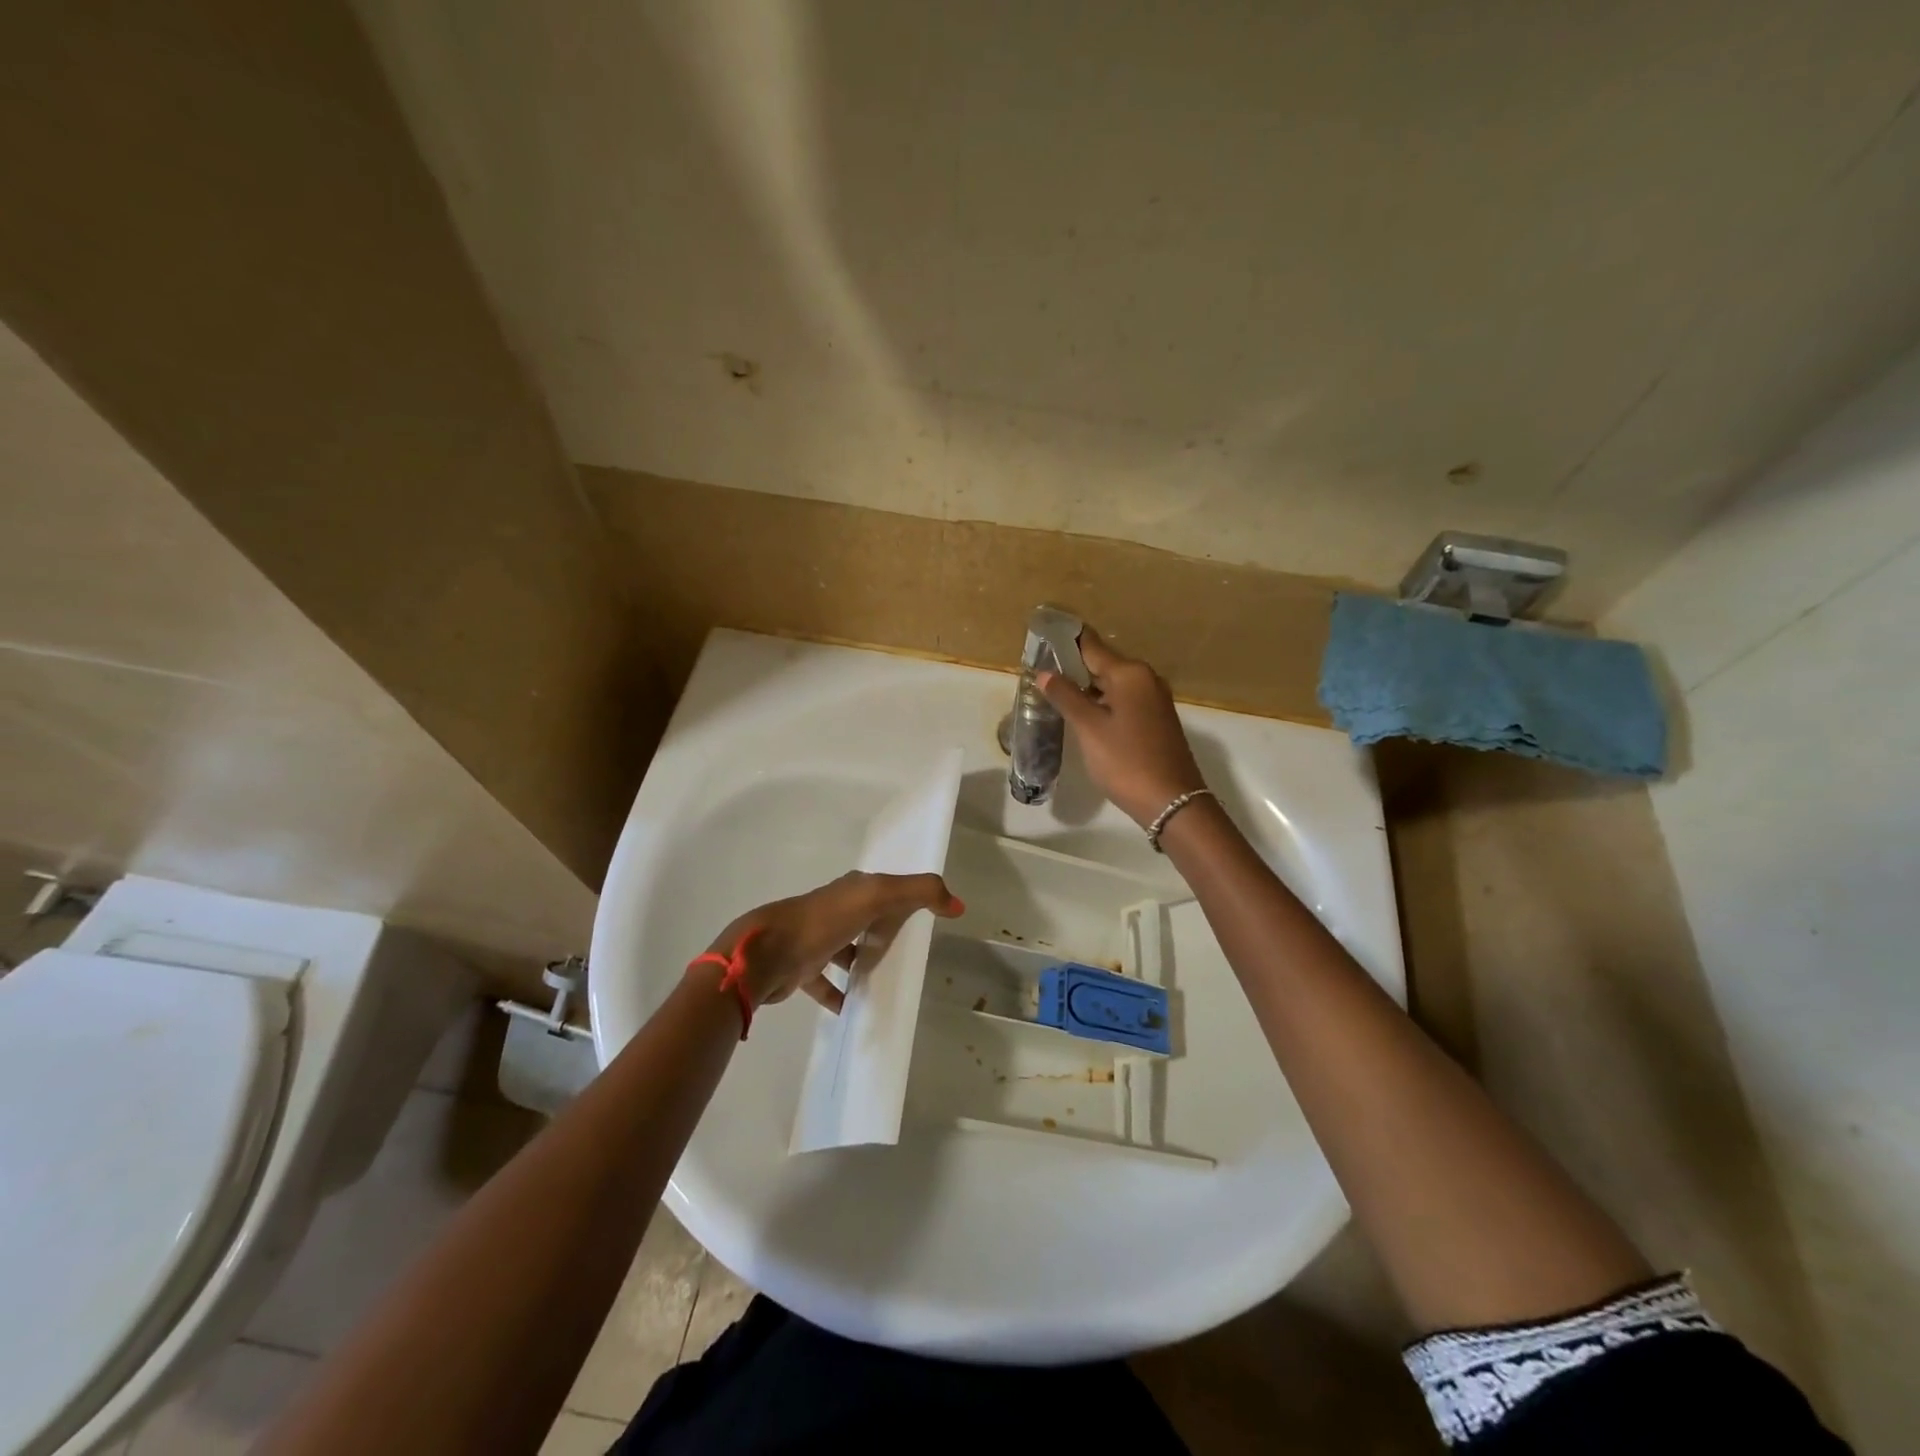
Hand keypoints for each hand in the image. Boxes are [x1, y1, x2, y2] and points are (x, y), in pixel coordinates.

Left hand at [700, 872, 963, 1012]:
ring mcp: (817, 939)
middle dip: (886, 931)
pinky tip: (854, 1007)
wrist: (768, 954)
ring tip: (887, 982)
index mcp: (853, 890)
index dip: (907, 898)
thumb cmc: (824, 921)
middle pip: (868, 919)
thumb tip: (958, 904)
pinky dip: (840, 993)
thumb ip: (919, 893)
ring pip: (847, 950)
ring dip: (863, 963)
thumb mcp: (877, 897)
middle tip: (911, 955)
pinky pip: (827, 983)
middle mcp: (835, 910)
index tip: (928, 917)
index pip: (887, 889)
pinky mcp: (803, 968)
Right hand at [1037, 626, 1207, 827]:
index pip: (1091, 646)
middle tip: (1041, 670)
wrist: (1172, 802)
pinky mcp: (1156, 720)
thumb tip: (1044, 673)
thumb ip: (1066, 697)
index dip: (1066, 640)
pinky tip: (1084, 713)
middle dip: (1073, 666)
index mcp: (1130, 674)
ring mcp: (1154, 700)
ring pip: (1113, 684)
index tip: (1043, 634)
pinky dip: (1102, 702)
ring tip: (1055, 691)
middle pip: (1103, 664)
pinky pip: (1123, 700)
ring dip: (1087, 686)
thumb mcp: (1089, 729)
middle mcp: (1146, 679)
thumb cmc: (1126, 761)